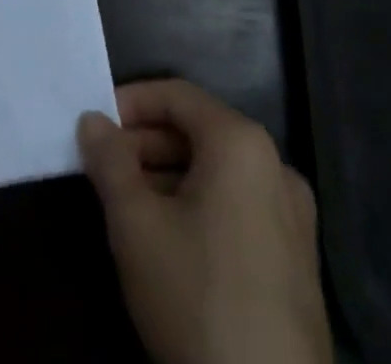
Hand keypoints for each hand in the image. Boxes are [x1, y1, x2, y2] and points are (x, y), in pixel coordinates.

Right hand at [78, 80, 332, 363]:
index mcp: (242, 142)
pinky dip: (200, 206)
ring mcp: (294, 216)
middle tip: (105, 168)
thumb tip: (92, 120)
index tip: (95, 127)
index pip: (177, 95)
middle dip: (147, 144)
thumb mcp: (136, 224)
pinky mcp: (298, 261)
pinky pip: (240, 207)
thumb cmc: (196, 296)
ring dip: (169, 177)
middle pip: (199, 132)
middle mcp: (275, 165)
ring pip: (219, 172)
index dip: (130, 102)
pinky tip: (170, 242)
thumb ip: (109, 161)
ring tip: (128, 204)